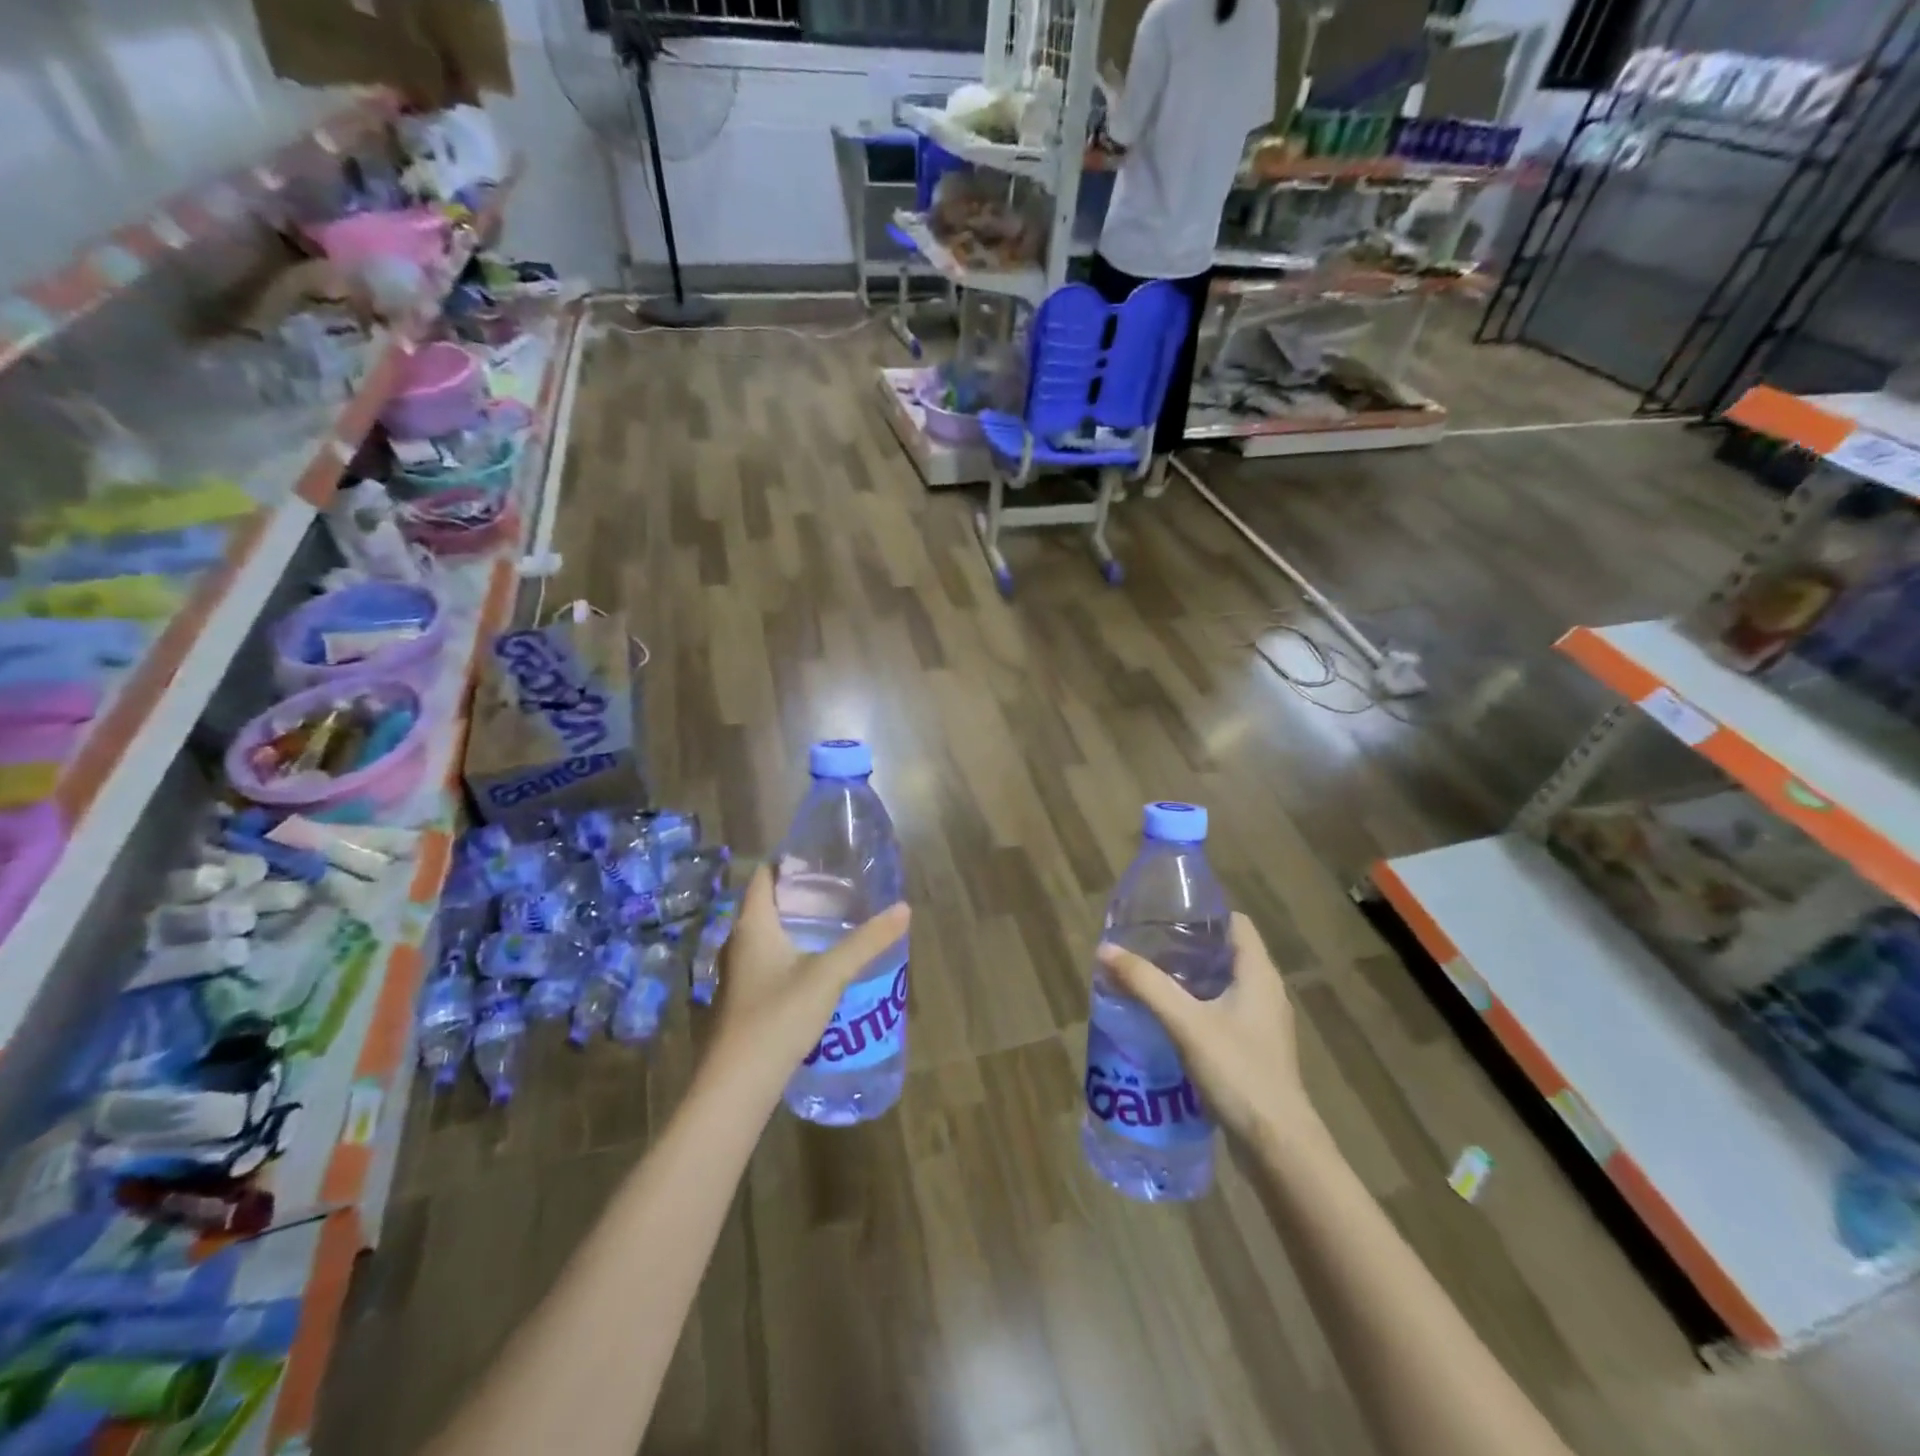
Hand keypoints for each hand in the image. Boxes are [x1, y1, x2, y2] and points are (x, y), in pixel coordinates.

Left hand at [713, 864, 909, 1075]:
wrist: (738, 1085)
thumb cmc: (779, 1016)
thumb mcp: (830, 974)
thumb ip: (866, 941)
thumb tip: (903, 909)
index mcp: (752, 925)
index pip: (764, 877)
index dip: (788, 862)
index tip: (821, 857)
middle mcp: (738, 943)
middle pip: (767, 906)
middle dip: (800, 895)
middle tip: (840, 890)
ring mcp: (737, 975)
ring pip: (768, 937)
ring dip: (797, 927)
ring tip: (835, 924)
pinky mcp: (743, 1001)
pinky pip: (768, 963)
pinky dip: (791, 955)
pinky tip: (818, 968)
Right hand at [1096, 914, 1312, 1149]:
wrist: (1278, 1147)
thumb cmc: (1238, 1072)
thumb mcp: (1186, 1022)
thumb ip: (1146, 984)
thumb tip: (1105, 949)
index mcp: (1259, 974)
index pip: (1236, 923)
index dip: (1204, 914)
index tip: (1166, 915)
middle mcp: (1266, 993)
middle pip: (1226, 954)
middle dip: (1187, 948)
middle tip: (1146, 947)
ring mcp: (1263, 1026)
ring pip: (1223, 987)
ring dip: (1190, 982)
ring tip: (1149, 980)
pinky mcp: (1256, 1053)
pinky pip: (1224, 1016)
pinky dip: (1197, 1010)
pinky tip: (1167, 1022)